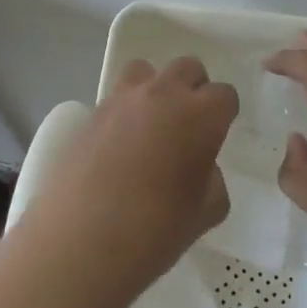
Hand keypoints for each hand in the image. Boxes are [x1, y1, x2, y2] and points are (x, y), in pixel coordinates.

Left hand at [27, 56, 235, 294]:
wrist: (82, 239)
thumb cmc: (156, 230)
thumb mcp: (206, 212)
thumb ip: (212, 179)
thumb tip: (199, 166)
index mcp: (200, 115)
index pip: (224, 95)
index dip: (224, 114)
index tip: (217, 135)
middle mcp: (163, 94)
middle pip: (187, 67)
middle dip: (193, 88)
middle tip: (189, 124)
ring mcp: (122, 100)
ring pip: (146, 70)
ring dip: (155, 88)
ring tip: (151, 124)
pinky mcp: (90, 113)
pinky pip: (115, 98)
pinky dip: (124, 112)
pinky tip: (119, 146)